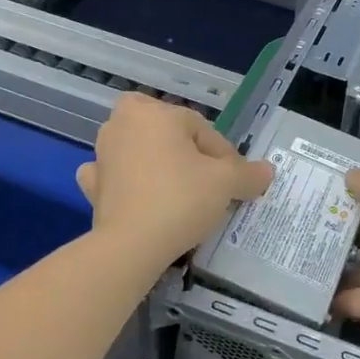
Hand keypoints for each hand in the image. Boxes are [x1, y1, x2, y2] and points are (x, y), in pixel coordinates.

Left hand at [76, 93, 272, 261]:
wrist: (130, 246)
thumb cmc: (181, 199)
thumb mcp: (225, 183)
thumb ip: (247, 173)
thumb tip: (267, 171)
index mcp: (156, 112)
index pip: (202, 129)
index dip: (224, 156)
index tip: (234, 182)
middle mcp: (124, 123)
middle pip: (166, 130)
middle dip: (185, 148)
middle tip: (205, 178)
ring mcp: (103, 153)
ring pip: (137, 147)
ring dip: (154, 159)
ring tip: (176, 187)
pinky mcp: (92, 184)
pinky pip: (111, 173)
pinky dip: (122, 179)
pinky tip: (135, 193)